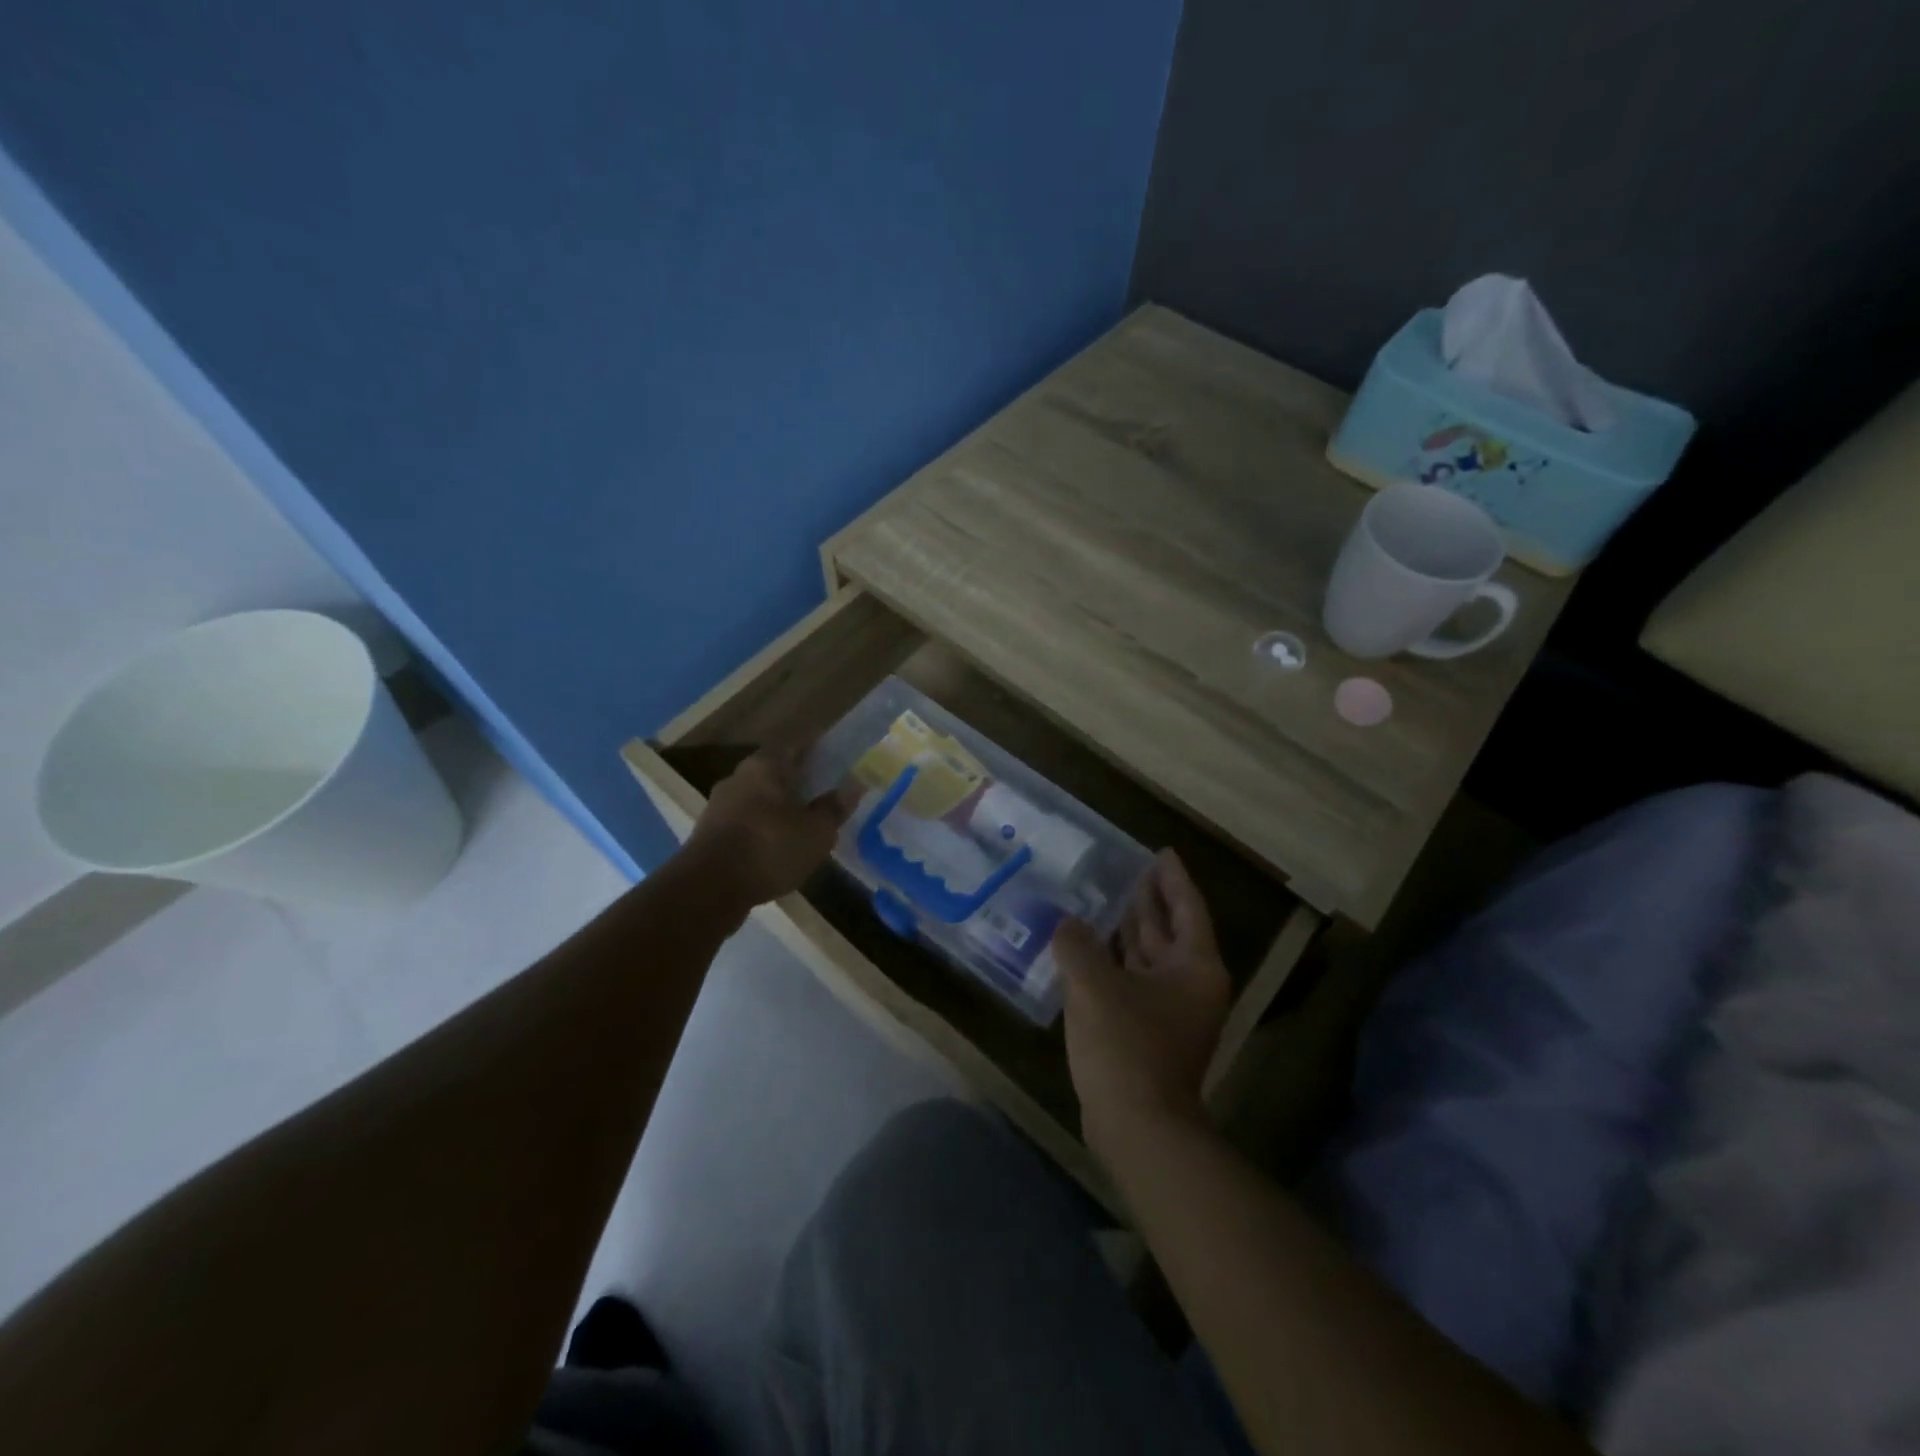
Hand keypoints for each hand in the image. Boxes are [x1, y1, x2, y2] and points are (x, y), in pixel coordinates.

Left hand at [683, 746, 852, 908]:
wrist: (708, 889)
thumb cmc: (769, 848)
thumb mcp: (816, 832)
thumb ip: (834, 808)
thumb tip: (853, 786)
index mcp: (764, 766)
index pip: (796, 746)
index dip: (817, 752)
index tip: (836, 761)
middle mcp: (738, 777)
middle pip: (775, 772)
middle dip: (798, 782)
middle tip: (824, 794)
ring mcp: (719, 806)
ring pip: (758, 799)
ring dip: (779, 808)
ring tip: (804, 824)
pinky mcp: (709, 834)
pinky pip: (746, 823)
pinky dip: (764, 829)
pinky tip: (778, 847)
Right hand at [1056, 850, 1231, 1163]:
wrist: (1138, 1128)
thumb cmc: (1125, 1046)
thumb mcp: (1094, 985)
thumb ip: (1078, 945)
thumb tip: (1068, 925)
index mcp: (1194, 967)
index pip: (1187, 908)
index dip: (1173, 878)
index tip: (1160, 852)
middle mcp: (1189, 986)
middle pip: (1171, 931)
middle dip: (1151, 901)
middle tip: (1131, 870)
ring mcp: (1170, 1013)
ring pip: (1151, 958)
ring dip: (1131, 931)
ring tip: (1107, 900)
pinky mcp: (1148, 1034)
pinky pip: (1133, 982)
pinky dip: (1115, 962)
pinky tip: (1089, 950)